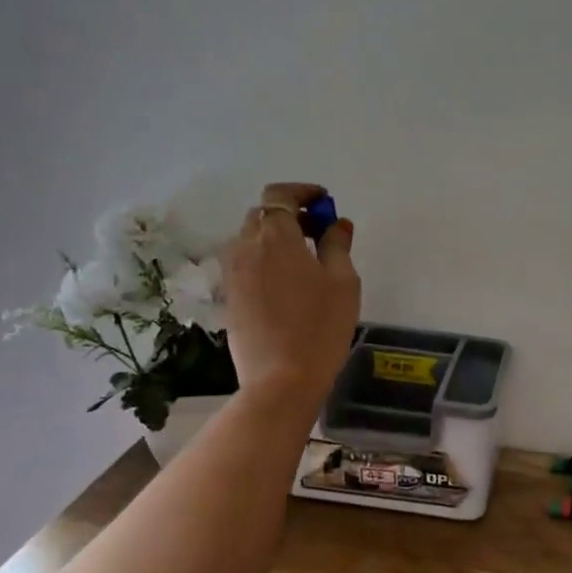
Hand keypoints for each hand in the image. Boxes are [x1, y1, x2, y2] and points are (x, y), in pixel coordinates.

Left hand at [223, 182, 360, 409]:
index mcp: (275, 236)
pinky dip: (263, 261)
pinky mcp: (229, 297)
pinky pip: (244, 264)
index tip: (324, 204)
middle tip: (318, 234)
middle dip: (289, 215)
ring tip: (302, 262)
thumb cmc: (321, 327)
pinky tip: (285, 285)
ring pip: (250, 240)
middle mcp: (246, 247)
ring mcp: (232, 273)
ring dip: (274, 239)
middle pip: (262, 215)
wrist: (281, 380)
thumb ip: (337, 245)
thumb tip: (336, 224)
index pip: (280, 195)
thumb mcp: (343, 282)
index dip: (302, 192)